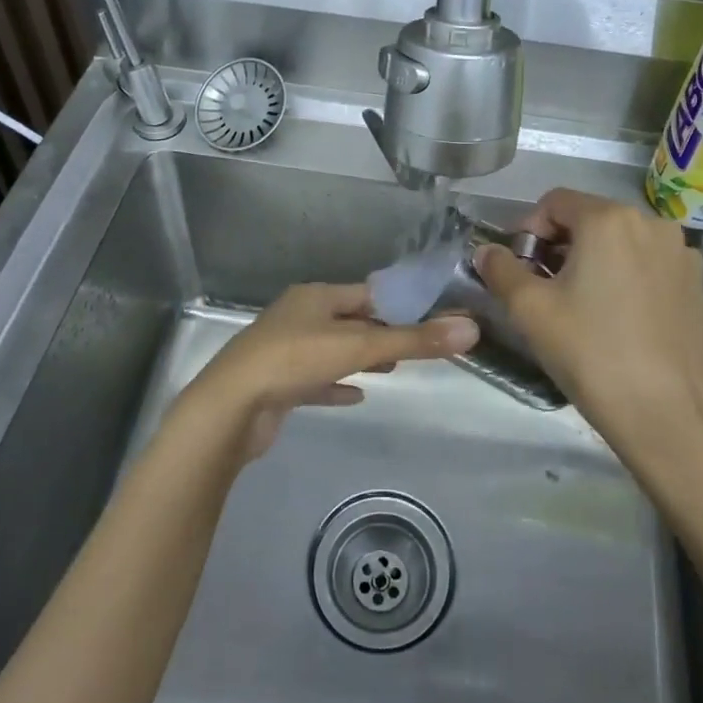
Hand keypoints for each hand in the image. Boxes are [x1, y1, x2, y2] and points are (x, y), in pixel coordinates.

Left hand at [185, 282, 478, 459]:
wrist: (230, 409)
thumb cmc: (294, 361)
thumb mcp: (358, 347)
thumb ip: (414, 340)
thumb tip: (471, 329)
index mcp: (314, 298)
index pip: (365, 293)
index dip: (397, 304)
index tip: (429, 316)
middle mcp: (298, 318)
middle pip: (349, 321)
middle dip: (381, 332)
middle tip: (415, 345)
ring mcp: (284, 352)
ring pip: (332, 350)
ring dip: (360, 358)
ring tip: (392, 368)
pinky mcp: (277, 385)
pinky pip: (315, 381)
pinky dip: (337, 386)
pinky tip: (356, 397)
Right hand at [477, 190, 702, 481]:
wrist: (663, 413)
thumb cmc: (589, 352)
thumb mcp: (529, 310)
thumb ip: (500, 269)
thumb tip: (486, 251)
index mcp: (609, 218)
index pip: (554, 202)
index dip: (528, 230)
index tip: (520, 269)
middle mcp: (651, 222)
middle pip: (589, 217)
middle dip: (560, 245)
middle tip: (545, 289)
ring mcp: (680, 252)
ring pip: (621, 239)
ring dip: (594, 258)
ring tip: (582, 304)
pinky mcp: (696, 282)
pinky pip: (648, 262)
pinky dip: (626, 274)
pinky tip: (619, 316)